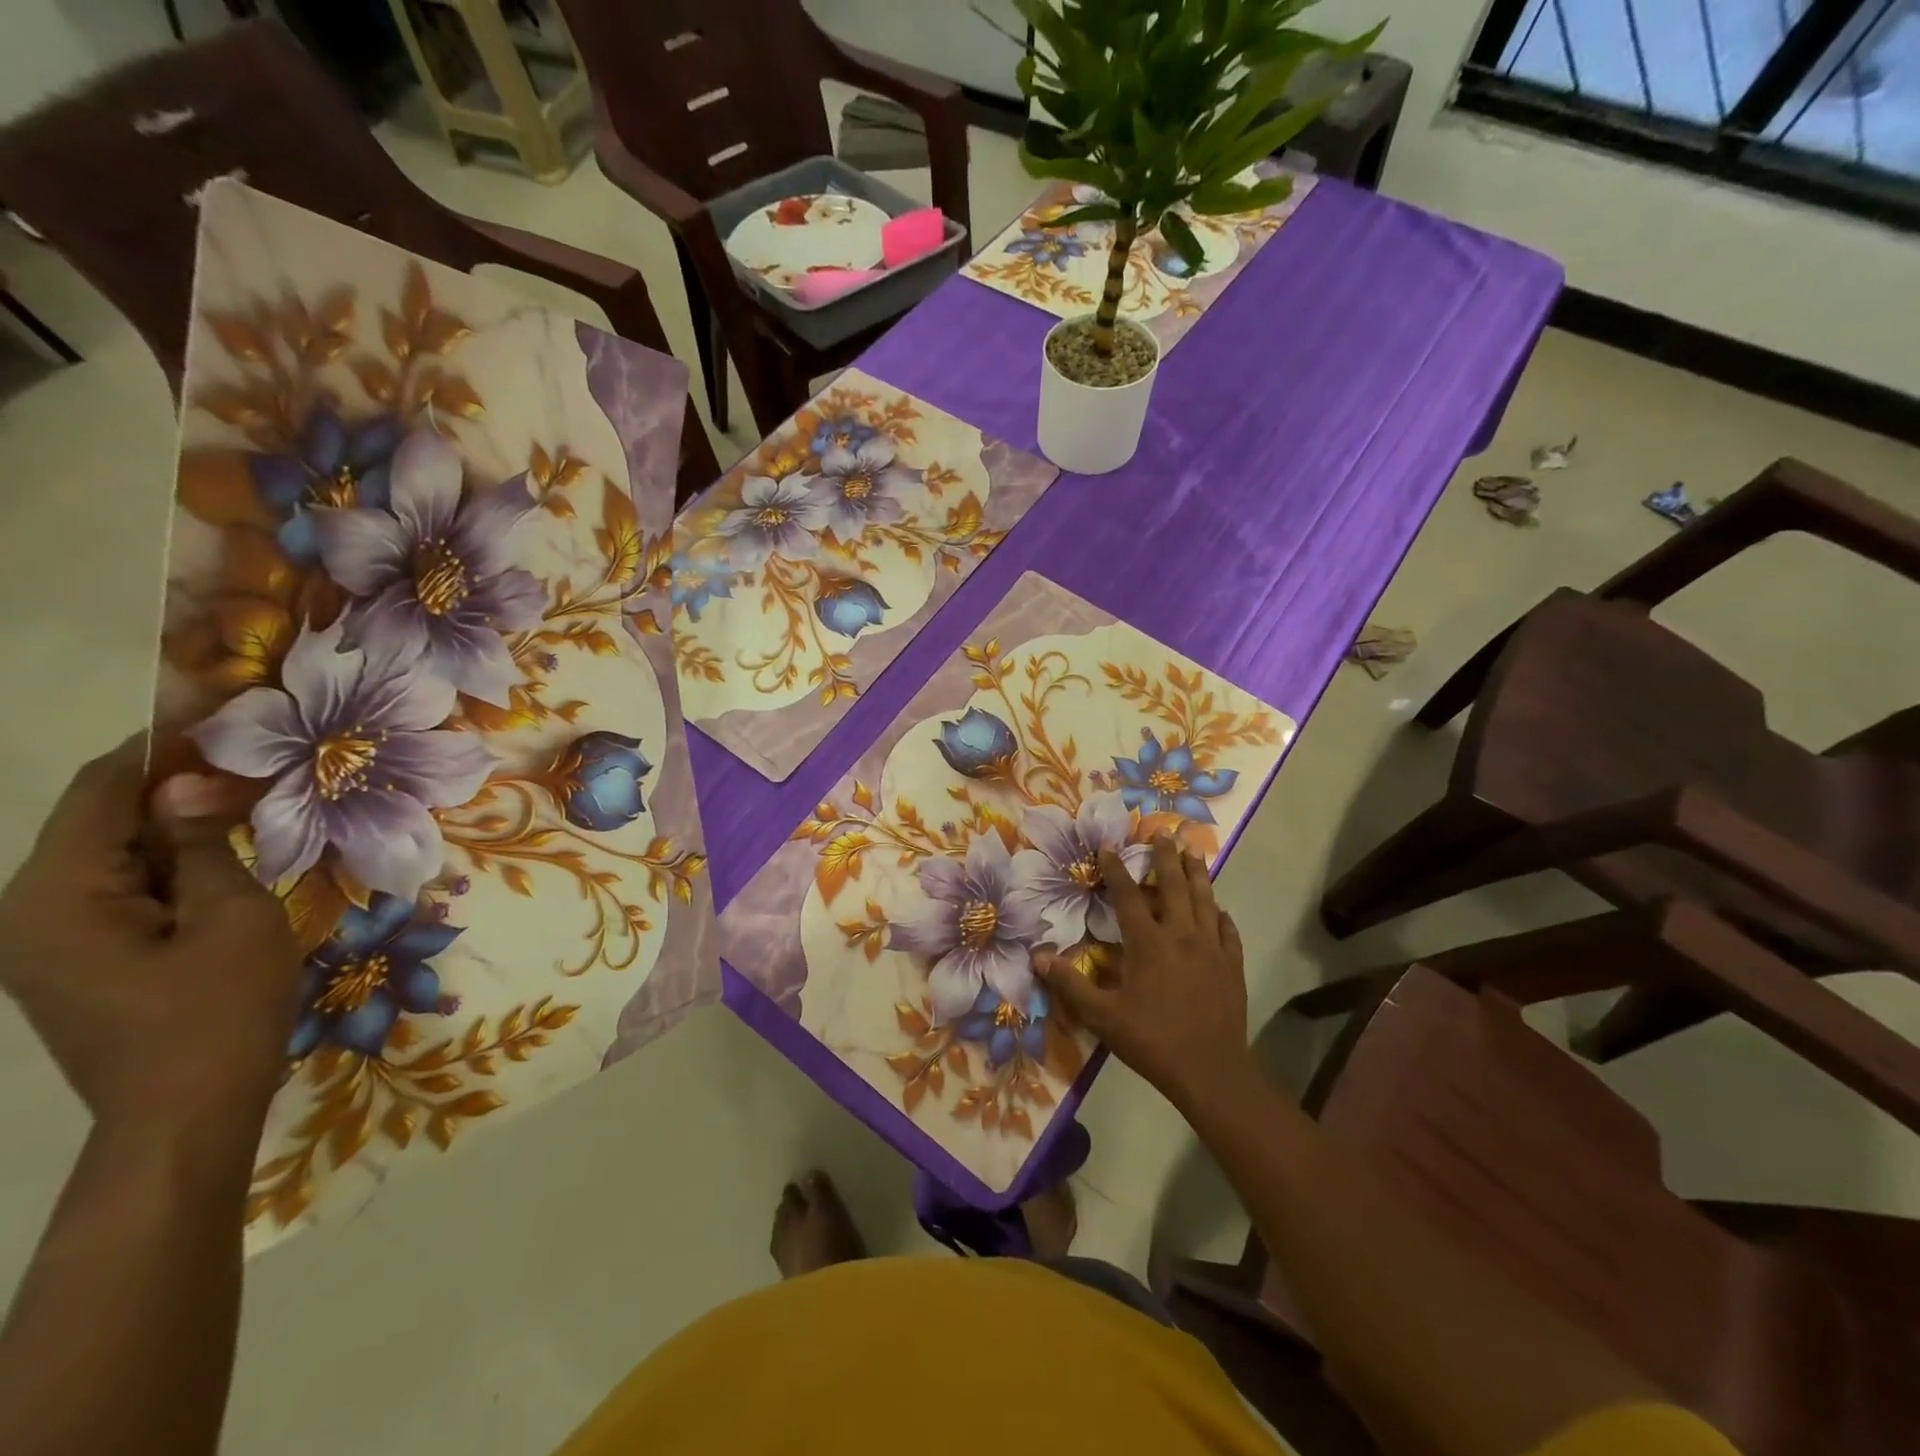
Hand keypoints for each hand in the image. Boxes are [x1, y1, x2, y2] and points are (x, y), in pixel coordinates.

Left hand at [0, 738, 301, 1136]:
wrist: (185, 1113)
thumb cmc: (218, 1011)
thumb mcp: (233, 917)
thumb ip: (204, 844)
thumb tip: (190, 780)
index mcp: (56, 895)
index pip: (101, 791)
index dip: (160, 747)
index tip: (223, 715)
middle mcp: (27, 910)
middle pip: (101, 822)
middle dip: (175, 790)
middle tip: (255, 768)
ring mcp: (43, 940)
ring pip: (113, 857)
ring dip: (177, 832)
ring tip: (250, 813)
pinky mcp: (71, 960)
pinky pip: (118, 892)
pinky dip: (169, 870)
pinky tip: (223, 868)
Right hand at [1035, 836, 1248, 1108]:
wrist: (1211, 1070)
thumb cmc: (1152, 1040)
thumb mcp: (1103, 1016)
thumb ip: (1070, 985)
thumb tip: (1037, 958)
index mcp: (1148, 943)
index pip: (1128, 895)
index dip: (1116, 869)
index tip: (1108, 846)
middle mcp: (1181, 935)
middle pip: (1173, 885)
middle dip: (1166, 857)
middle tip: (1164, 833)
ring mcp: (1211, 948)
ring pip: (1205, 899)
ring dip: (1197, 873)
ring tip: (1193, 852)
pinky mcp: (1231, 964)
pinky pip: (1227, 929)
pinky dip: (1220, 914)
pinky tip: (1219, 908)